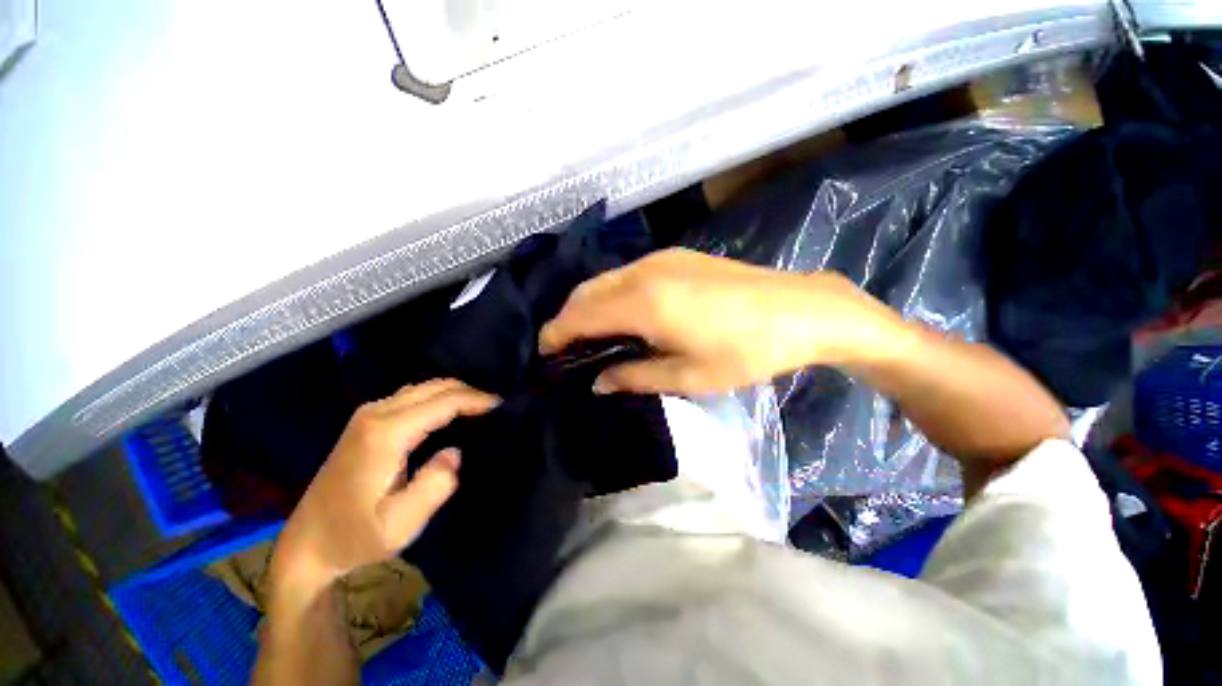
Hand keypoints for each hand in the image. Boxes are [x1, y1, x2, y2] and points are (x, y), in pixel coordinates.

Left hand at [270, 379, 498, 592]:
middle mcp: (376, 413)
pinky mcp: (365, 421)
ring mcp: (367, 415)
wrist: (306, 543)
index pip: (443, 401)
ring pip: (423, 387)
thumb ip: (435, 486)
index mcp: (386, 433)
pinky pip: (412, 396)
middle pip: (434, 386)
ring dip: (454, 392)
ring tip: (479, 407)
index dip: (476, 399)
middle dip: (469, 391)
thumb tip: (454, 452)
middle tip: (495, 406)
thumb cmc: (354, 536)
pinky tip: (449, 411)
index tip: (502, 405)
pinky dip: (437, 398)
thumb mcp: (400, 525)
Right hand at [539, 248, 901, 394]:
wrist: (799, 310)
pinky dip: (610, 293)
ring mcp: (660, 259)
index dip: (556, 333)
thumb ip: (635, 377)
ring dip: (588, 304)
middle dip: (567, 318)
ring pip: (604, 279)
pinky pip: (626, 274)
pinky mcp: (676, 256)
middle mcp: (643, 273)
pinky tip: (620, 313)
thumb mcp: (687, 376)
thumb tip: (598, 381)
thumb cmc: (744, 351)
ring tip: (588, 334)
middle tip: (564, 347)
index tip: (545, 352)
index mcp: (643, 304)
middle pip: (586, 292)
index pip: (580, 316)